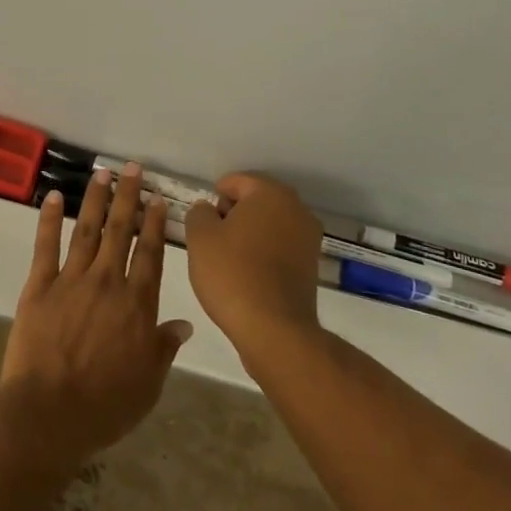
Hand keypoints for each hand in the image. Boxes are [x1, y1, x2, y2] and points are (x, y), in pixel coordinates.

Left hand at [0, 163, 192, 470]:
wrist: (49, 415)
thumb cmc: (105, 406)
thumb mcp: (148, 384)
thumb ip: (164, 348)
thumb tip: (183, 324)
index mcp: (137, 305)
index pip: (150, 254)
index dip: (154, 224)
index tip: (157, 199)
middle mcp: (108, 282)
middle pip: (121, 232)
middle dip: (128, 197)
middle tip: (132, 169)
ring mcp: (71, 280)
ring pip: (88, 230)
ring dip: (96, 200)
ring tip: (102, 173)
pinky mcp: (39, 286)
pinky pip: (46, 246)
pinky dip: (50, 219)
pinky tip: (54, 197)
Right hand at [183, 173, 324, 364]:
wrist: (273, 329)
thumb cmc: (232, 273)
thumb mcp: (200, 237)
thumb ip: (199, 213)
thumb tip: (208, 210)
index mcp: (271, 193)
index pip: (236, 181)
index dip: (214, 198)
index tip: (203, 223)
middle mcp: (297, 209)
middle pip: (255, 201)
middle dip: (232, 215)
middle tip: (212, 240)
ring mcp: (308, 239)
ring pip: (269, 225)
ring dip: (248, 235)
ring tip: (228, 260)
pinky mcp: (312, 266)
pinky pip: (280, 247)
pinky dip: (263, 253)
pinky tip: (247, 275)